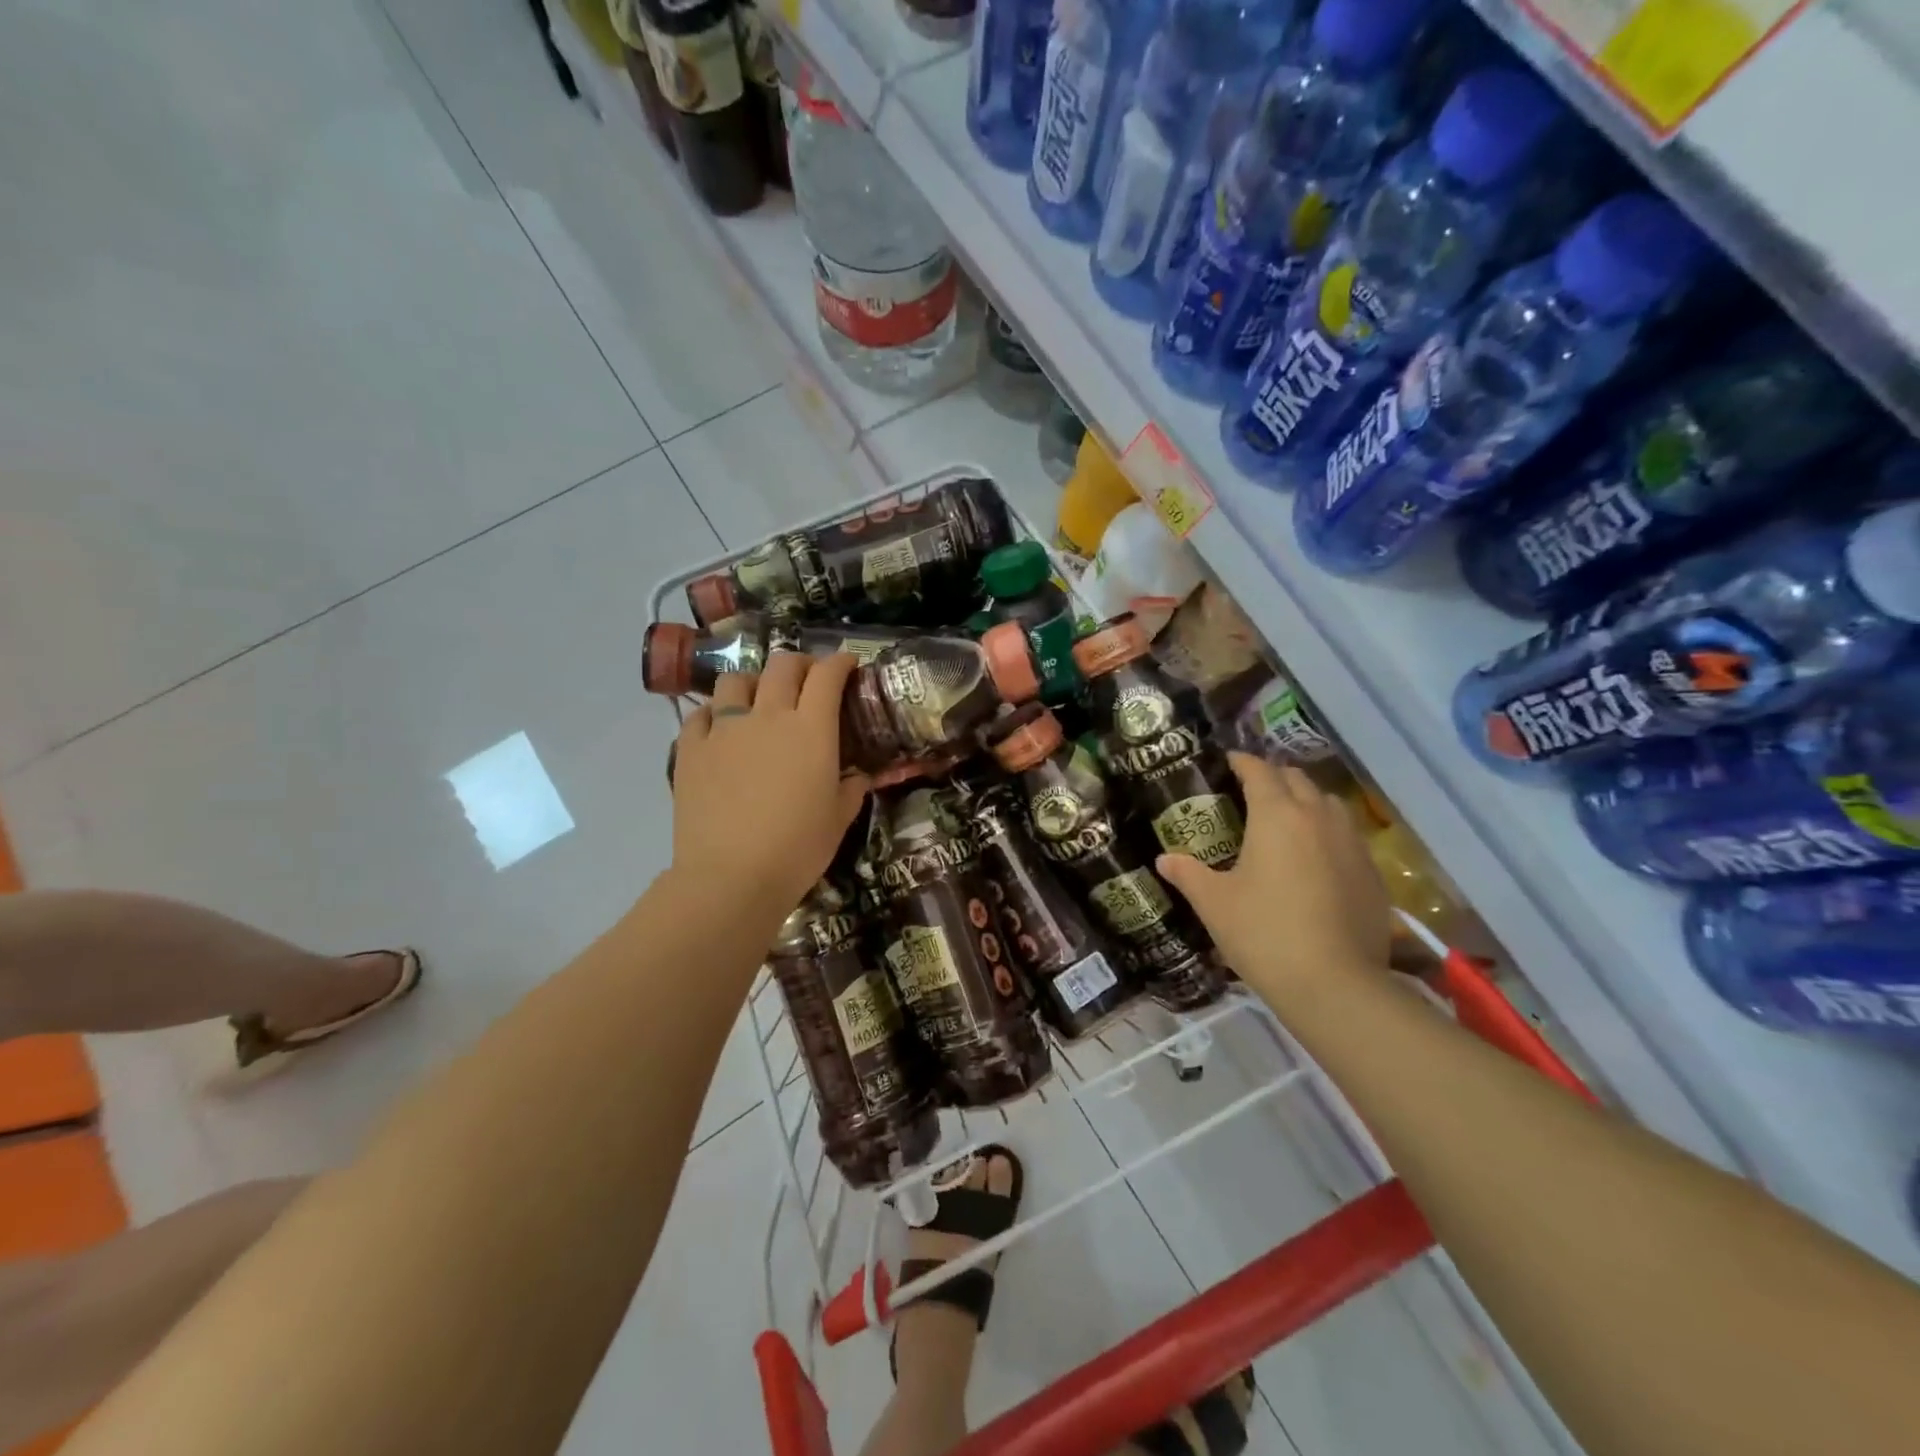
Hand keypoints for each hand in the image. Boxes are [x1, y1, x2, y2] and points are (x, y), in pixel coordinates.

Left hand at [669, 653, 869, 921]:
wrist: (731, 876)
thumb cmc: (798, 848)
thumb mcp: (839, 819)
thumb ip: (851, 788)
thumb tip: (858, 776)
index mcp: (811, 728)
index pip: (828, 675)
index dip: (840, 663)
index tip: (848, 665)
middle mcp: (768, 716)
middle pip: (783, 666)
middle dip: (800, 664)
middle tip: (807, 680)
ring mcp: (724, 729)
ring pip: (736, 680)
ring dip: (754, 683)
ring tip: (758, 701)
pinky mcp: (691, 748)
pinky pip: (700, 714)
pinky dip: (714, 714)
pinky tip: (720, 730)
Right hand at [1156, 754, 1390, 1005]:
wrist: (1335, 985)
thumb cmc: (1264, 933)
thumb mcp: (1214, 903)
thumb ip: (1188, 874)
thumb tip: (1164, 859)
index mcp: (1277, 815)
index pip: (1259, 771)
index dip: (1242, 762)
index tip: (1228, 762)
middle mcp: (1318, 818)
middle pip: (1297, 779)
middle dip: (1274, 778)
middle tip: (1251, 792)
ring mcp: (1352, 845)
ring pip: (1329, 804)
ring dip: (1306, 802)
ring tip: (1286, 822)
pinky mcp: (1373, 874)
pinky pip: (1347, 837)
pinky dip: (1328, 835)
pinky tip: (1315, 862)